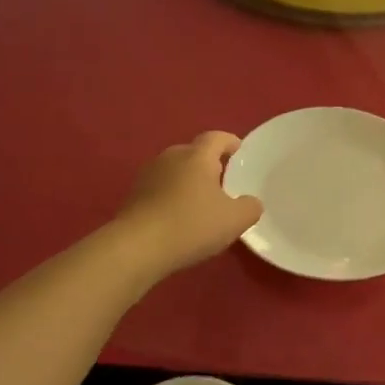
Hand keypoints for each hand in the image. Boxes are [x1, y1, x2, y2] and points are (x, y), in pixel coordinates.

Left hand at [115, 132, 263, 276]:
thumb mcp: (234, 220)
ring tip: (201, 201)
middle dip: (208, 163)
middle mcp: (170, 157)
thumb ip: (250, 207)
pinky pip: (160, 189)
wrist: (138, 247)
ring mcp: (148, 175)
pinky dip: (172, 197)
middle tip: (223, 181)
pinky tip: (179, 217)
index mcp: (197, 156)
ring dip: (188, 181)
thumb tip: (250, 202)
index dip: (230, 142)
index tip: (239, 150)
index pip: (216, 138)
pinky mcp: (133, 196)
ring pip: (175, 171)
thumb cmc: (192, 225)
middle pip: (193, 153)